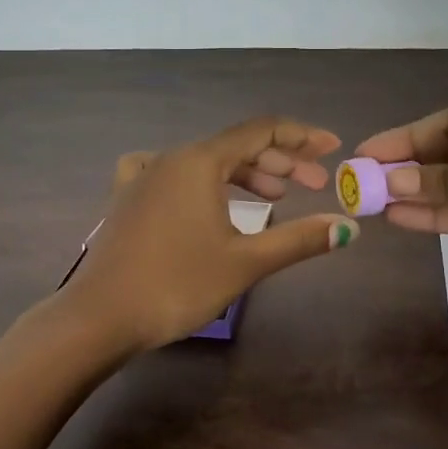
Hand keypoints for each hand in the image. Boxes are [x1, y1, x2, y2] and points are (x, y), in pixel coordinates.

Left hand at [61, 117, 360, 353]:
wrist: (100, 317)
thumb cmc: (177, 284)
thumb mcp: (245, 262)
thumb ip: (299, 239)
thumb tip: (347, 227)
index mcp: (200, 161)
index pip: (261, 132)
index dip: (301, 136)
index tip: (332, 148)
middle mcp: (170, 157)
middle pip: (235, 146)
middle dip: (280, 162)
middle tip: (313, 185)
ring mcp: (143, 176)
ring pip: (205, 162)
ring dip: (245, 175)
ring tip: (277, 197)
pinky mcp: (127, 198)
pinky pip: (173, 174)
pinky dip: (203, 182)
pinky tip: (205, 197)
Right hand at [354, 89, 447, 282]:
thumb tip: (393, 185)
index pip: (446, 124)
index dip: (404, 138)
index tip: (366, 153)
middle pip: (445, 156)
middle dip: (405, 169)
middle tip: (360, 183)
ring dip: (415, 195)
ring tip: (371, 204)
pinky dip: (436, 217)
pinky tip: (402, 218)